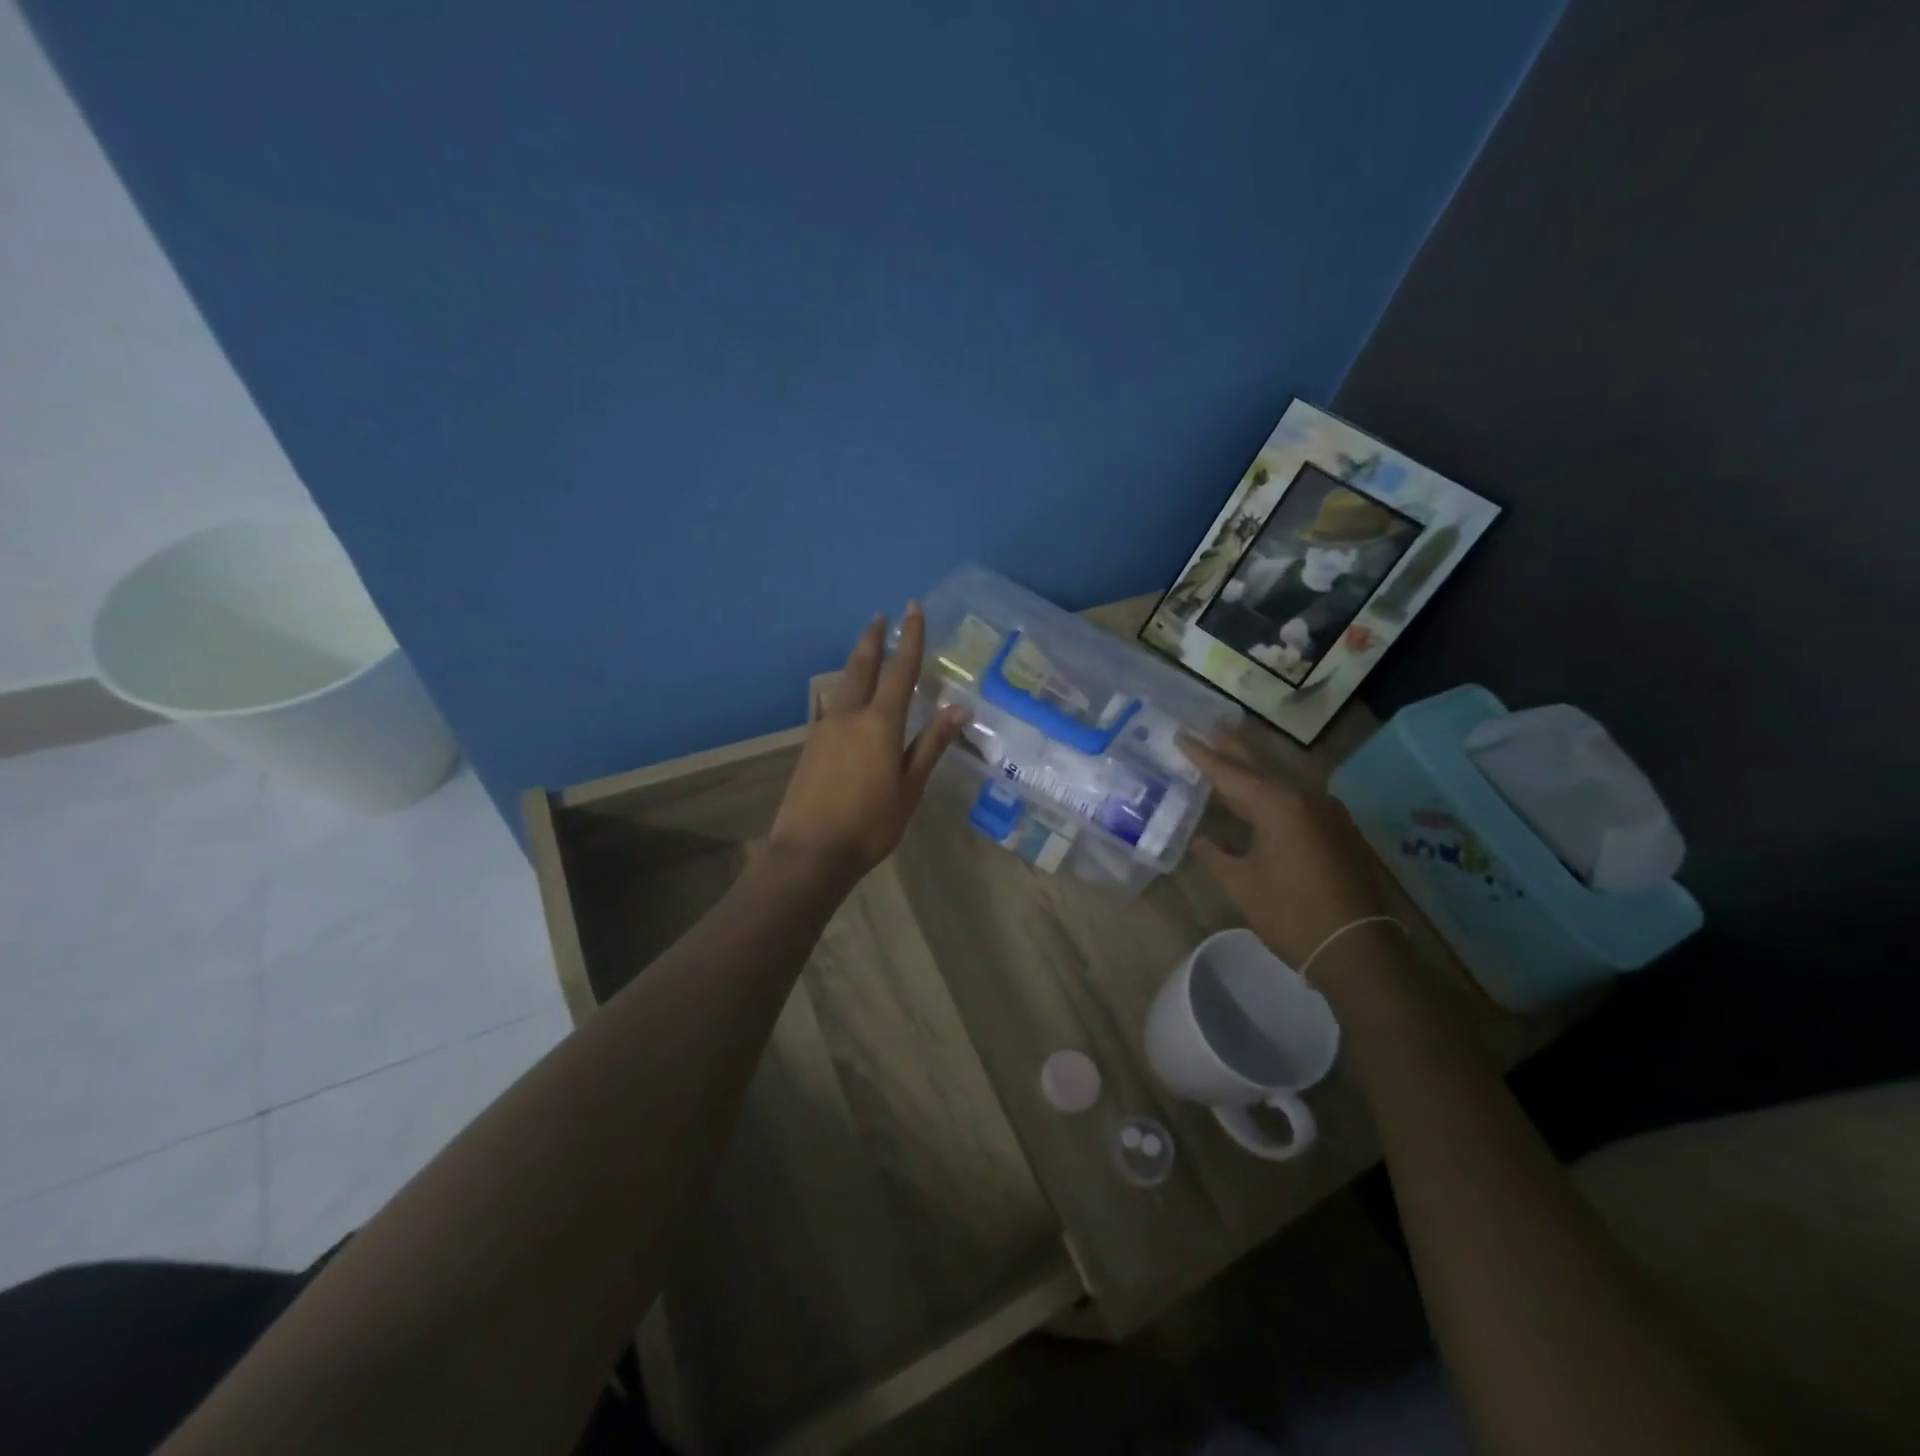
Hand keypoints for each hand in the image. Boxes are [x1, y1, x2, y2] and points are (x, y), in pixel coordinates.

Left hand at [770, 603, 964, 882]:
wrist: (810, 851)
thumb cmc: (870, 823)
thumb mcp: (910, 787)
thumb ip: (931, 744)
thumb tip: (958, 708)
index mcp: (880, 723)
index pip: (900, 670)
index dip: (910, 638)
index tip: (913, 608)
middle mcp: (849, 716)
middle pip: (862, 667)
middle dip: (873, 639)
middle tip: (880, 616)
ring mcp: (825, 729)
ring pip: (843, 684)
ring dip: (857, 661)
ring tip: (865, 647)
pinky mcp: (811, 746)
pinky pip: (832, 706)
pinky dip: (845, 690)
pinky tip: (848, 699)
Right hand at [1179, 732, 1395, 981]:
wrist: (1357, 949)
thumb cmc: (1291, 913)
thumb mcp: (1241, 883)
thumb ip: (1216, 854)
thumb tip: (1202, 839)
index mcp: (1277, 804)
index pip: (1229, 772)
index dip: (1202, 756)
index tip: (1181, 736)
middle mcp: (1305, 797)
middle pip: (1260, 766)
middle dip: (1234, 748)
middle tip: (1213, 725)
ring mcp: (1327, 813)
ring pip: (1281, 780)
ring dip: (1256, 765)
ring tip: (1234, 747)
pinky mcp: (1337, 831)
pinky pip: (1297, 798)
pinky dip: (1274, 789)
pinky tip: (1264, 792)